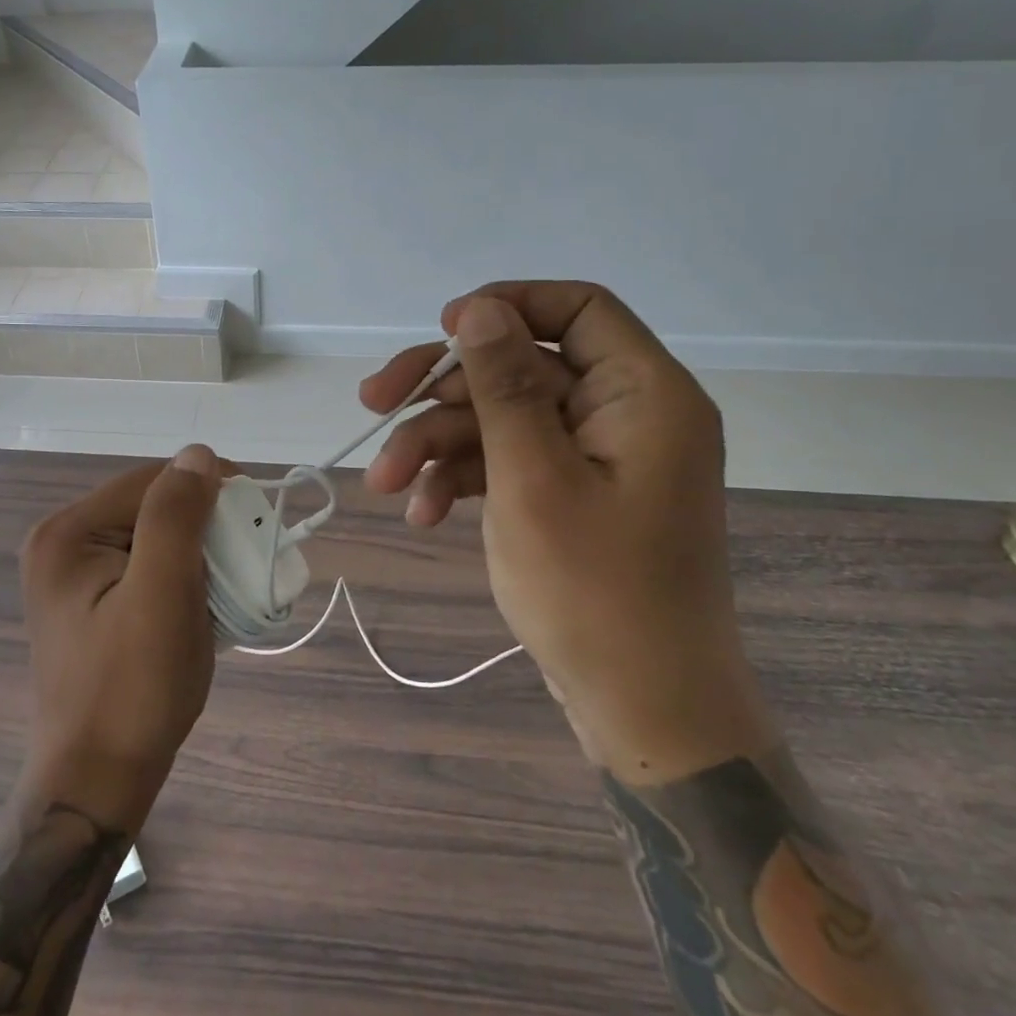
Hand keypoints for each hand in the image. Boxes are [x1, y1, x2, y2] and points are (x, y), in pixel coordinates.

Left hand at [17, 445, 222, 829]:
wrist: (98, 781)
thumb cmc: (133, 689)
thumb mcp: (161, 594)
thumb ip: (176, 516)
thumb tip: (197, 453)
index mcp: (67, 533)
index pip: (150, 481)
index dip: (207, 487)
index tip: (256, 513)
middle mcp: (62, 544)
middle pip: (150, 508)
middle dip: (204, 526)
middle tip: (246, 559)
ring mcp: (73, 577)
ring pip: (154, 538)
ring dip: (198, 554)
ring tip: (228, 585)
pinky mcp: (90, 604)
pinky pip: (146, 568)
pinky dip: (182, 577)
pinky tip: (201, 605)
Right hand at [361, 283, 772, 778]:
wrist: (643, 709)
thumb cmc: (594, 592)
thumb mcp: (531, 477)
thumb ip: (505, 385)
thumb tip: (478, 309)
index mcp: (642, 394)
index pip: (578, 308)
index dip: (507, 306)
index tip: (443, 330)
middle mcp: (623, 414)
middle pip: (521, 365)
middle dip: (443, 388)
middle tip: (371, 403)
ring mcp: (596, 459)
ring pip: (502, 418)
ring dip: (437, 444)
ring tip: (384, 484)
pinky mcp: (571, 495)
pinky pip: (509, 462)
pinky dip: (463, 479)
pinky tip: (423, 513)